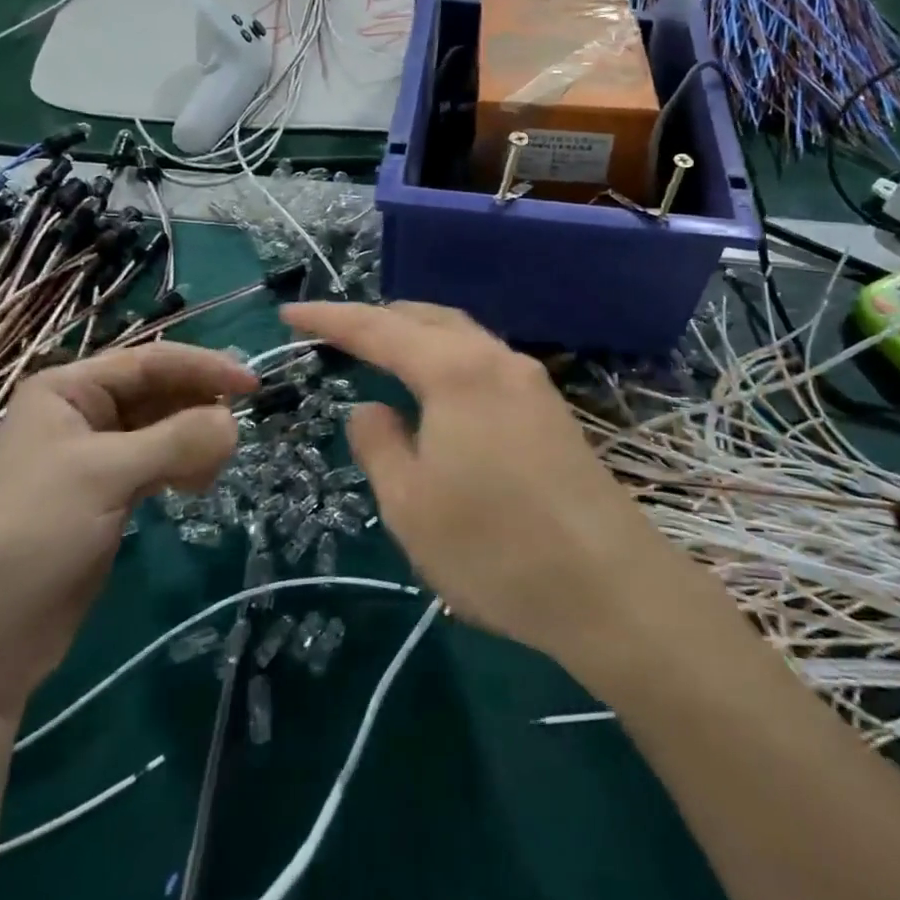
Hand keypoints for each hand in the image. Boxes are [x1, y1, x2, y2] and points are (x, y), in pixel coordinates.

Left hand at [0, 344, 257, 715]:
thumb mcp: (105, 475)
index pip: (150, 362)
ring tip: (211, 470)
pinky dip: (184, 467)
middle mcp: (83, 413)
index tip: (253, 386)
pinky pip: (160, 463)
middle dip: (199, 407)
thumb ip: (176, 441)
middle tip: (236, 433)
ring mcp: (97, 456)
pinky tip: (196, 486)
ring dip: (194, 440)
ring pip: (164, 429)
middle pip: (160, 392)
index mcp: (69, 389)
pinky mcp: (110, 495)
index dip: (204, 368)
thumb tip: (235, 424)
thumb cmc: (34, 532)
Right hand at [281, 302, 669, 667]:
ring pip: (462, 337)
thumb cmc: (494, 547)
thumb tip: (369, 409)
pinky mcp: (551, 410)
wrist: (609, 586)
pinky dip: (448, 360)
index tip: (290, 313)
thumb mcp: (410, 504)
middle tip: (336, 333)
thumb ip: (379, 445)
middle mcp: (495, 359)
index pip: (378, 328)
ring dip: (417, 336)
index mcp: (454, 370)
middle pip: (427, 319)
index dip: (329, 318)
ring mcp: (531, 382)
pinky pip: (485, 362)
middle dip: (378, 319)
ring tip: (383, 352)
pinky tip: (440, 391)